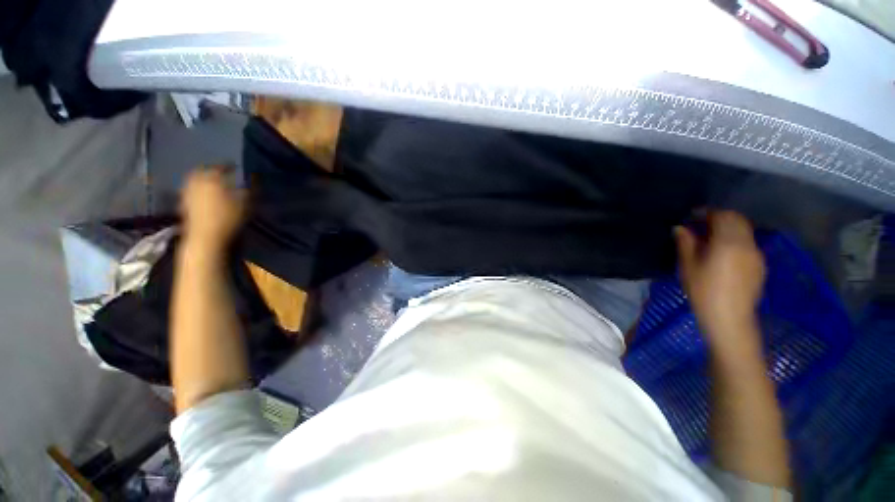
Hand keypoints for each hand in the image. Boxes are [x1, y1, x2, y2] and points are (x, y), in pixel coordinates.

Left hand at [180, 166, 245, 250]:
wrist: (205, 237)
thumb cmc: (227, 219)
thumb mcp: (244, 204)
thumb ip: (246, 191)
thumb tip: (249, 182)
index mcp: (212, 180)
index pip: (219, 168)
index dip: (227, 166)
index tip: (234, 166)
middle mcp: (197, 183)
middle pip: (201, 171)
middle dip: (209, 170)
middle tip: (218, 171)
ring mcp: (187, 193)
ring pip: (193, 180)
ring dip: (201, 178)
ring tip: (210, 181)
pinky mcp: (183, 204)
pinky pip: (189, 190)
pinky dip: (196, 188)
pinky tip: (202, 193)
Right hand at [675, 211, 765, 340]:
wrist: (729, 318)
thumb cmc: (703, 291)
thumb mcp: (688, 266)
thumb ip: (686, 243)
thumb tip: (680, 228)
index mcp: (728, 242)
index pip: (722, 216)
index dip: (707, 212)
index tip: (693, 216)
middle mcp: (747, 243)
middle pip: (737, 220)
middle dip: (720, 218)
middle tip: (701, 225)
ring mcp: (757, 254)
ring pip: (745, 231)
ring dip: (729, 229)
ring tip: (711, 239)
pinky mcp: (760, 265)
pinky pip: (748, 244)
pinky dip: (737, 240)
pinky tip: (724, 253)